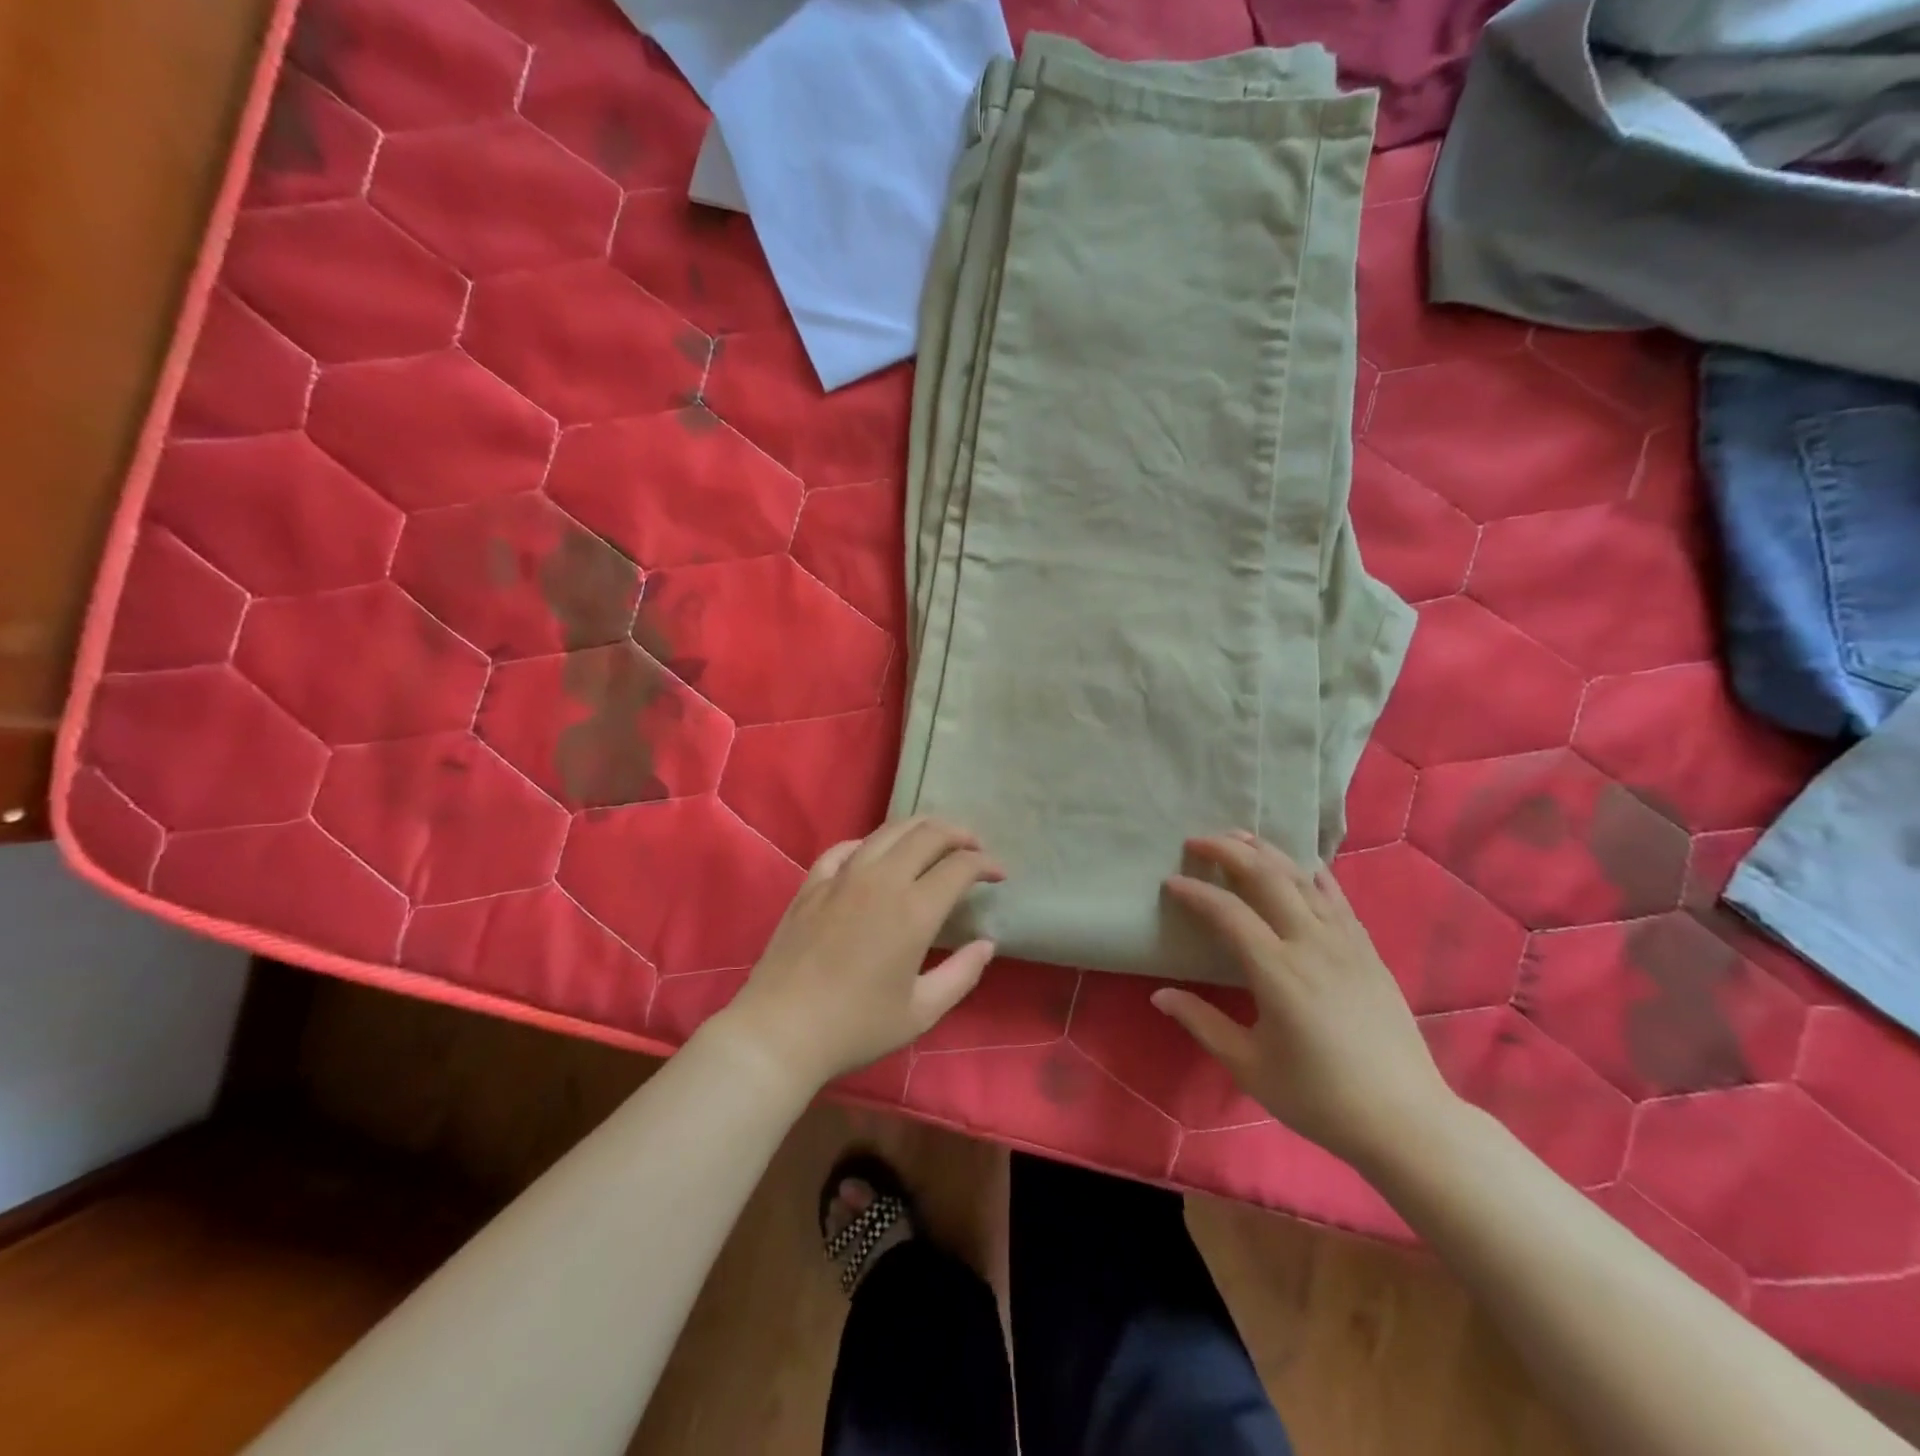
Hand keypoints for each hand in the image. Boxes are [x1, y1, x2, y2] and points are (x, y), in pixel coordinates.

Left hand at [718, 817, 1001, 1092]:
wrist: (781, 1030)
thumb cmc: (856, 1027)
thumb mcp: (921, 1012)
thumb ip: (961, 974)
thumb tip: (986, 944)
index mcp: (913, 910)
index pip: (960, 866)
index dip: (986, 864)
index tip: (999, 875)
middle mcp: (881, 880)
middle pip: (928, 834)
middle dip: (959, 834)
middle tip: (973, 848)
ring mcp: (843, 876)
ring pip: (888, 831)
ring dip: (920, 828)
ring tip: (934, 840)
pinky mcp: (813, 883)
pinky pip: (846, 847)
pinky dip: (870, 843)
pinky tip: (875, 854)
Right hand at [1153, 831, 1456, 1170]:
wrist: (1405, 1120)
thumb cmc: (1319, 1098)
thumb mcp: (1249, 1066)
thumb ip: (1201, 1023)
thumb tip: (1159, 994)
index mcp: (1277, 972)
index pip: (1227, 913)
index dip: (1195, 892)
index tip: (1170, 881)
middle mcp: (1311, 944)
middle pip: (1267, 878)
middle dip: (1228, 851)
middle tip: (1197, 840)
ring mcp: (1345, 942)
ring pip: (1302, 878)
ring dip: (1267, 852)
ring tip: (1239, 837)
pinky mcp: (1368, 950)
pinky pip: (1336, 897)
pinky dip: (1311, 873)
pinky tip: (1299, 864)